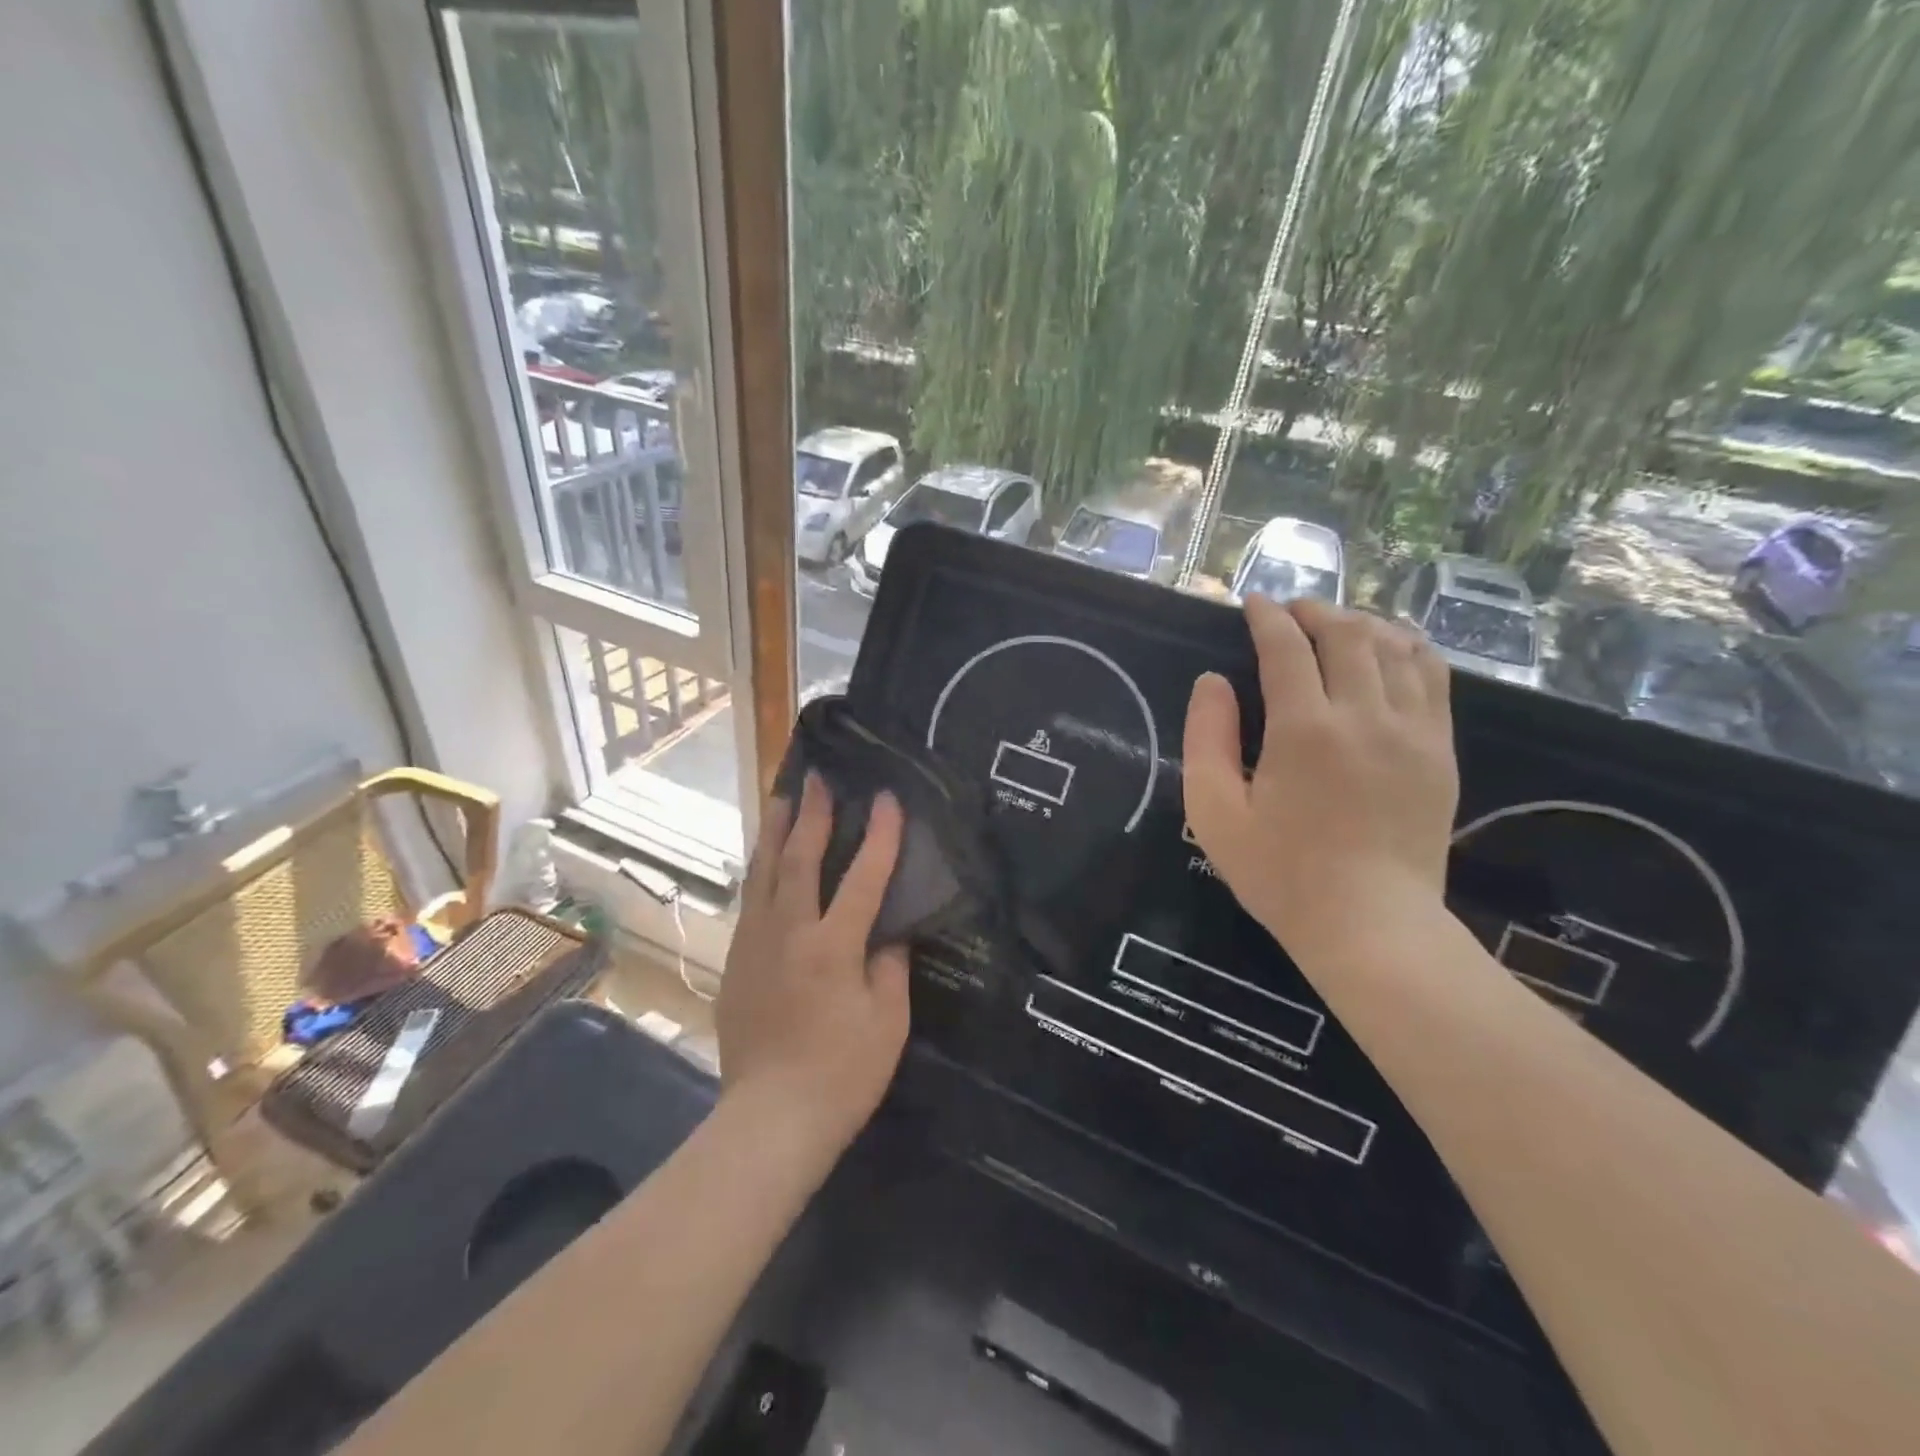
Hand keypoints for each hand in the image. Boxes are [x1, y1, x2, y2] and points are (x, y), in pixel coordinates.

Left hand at [717, 773, 911, 1154]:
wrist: (769, 1120)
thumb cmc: (841, 1074)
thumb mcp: (887, 1022)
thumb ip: (889, 967)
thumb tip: (886, 933)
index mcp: (833, 946)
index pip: (863, 876)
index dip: (879, 835)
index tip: (887, 797)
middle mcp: (789, 933)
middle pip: (800, 860)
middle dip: (812, 815)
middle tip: (818, 778)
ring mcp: (755, 945)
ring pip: (763, 874)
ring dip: (775, 832)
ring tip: (780, 798)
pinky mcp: (735, 963)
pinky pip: (750, 902)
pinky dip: (760, 872)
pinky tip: (763, 862)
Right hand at [1184, 595, 1458, 968]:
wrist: (1371, 926)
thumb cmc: (1281, 874)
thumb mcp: (1215, 814)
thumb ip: (1206, 739)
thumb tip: (1212, 682)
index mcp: (1304, 730)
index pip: (1286, 648)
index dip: (1266, 617)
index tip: (1252, 604)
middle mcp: (1364, 716)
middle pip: (1346, 634)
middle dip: (1314, 611)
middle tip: (1290, 612)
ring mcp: (1413, 731)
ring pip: (1394, 647)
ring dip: (1360, 624)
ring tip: (1335, 626)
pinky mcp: (1440, 751)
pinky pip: (1433, 677)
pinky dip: (1408, 649)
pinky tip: (1389, 650)